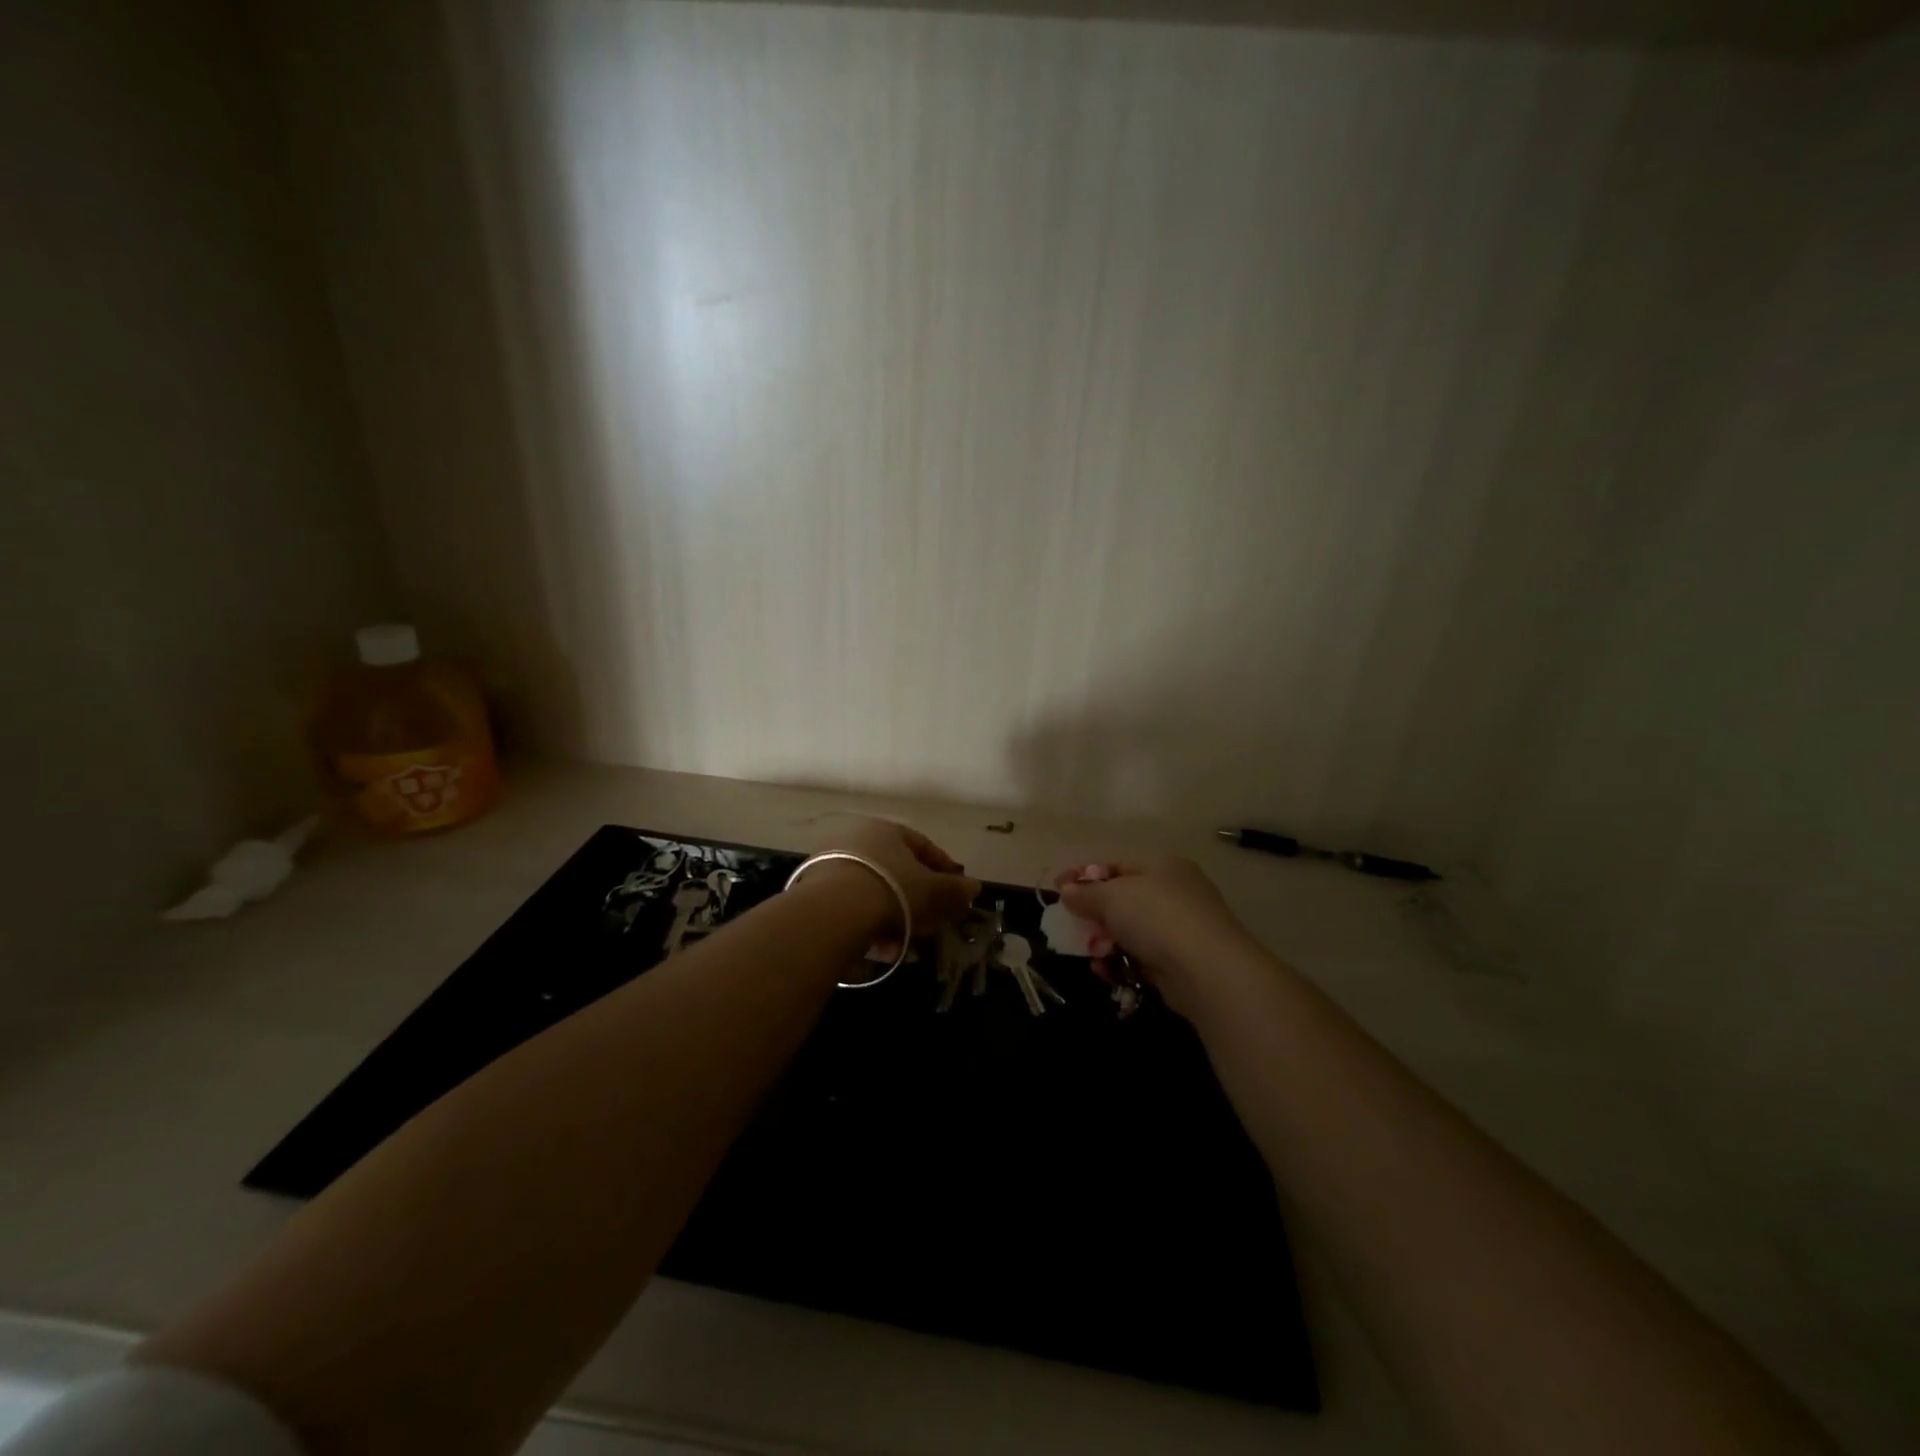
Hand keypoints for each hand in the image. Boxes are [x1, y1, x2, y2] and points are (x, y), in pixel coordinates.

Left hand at [806, 816, 981, 948]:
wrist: (832, 912)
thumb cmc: (890, 889)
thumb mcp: (931, 890)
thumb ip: (954, 889)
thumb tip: (974, 887)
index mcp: (884, 829)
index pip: (921, 845)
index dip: (943, 870)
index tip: (956, 893)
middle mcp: (855, 840)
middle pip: (896, 874)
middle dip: (919, 903)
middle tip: (934, 926)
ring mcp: (832, 866)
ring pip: (875, 896)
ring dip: (896, 922)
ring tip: (909, 949)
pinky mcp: (815, 894)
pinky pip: (853, 910)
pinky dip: (870, 928)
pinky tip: (881, 952)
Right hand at [1056, 859, 1258, 1015]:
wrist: (1207, 970)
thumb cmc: (1157, 917)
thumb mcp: (1112, 897)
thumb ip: (1085, 893)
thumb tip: (1067, 891)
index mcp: (1162, 866)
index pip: (1116, 866)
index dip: (1084, 876)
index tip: (1058, 889)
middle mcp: (1175, 893)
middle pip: (1122, 901)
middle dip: (1094, 916)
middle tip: (1071, 927)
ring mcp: (1180, 929)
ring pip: (1130, 933)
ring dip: (1105, 944)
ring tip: (1093, 956)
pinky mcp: (1180, 963)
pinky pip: (1141, 959)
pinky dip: (1122, 964)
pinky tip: (1108, 973)